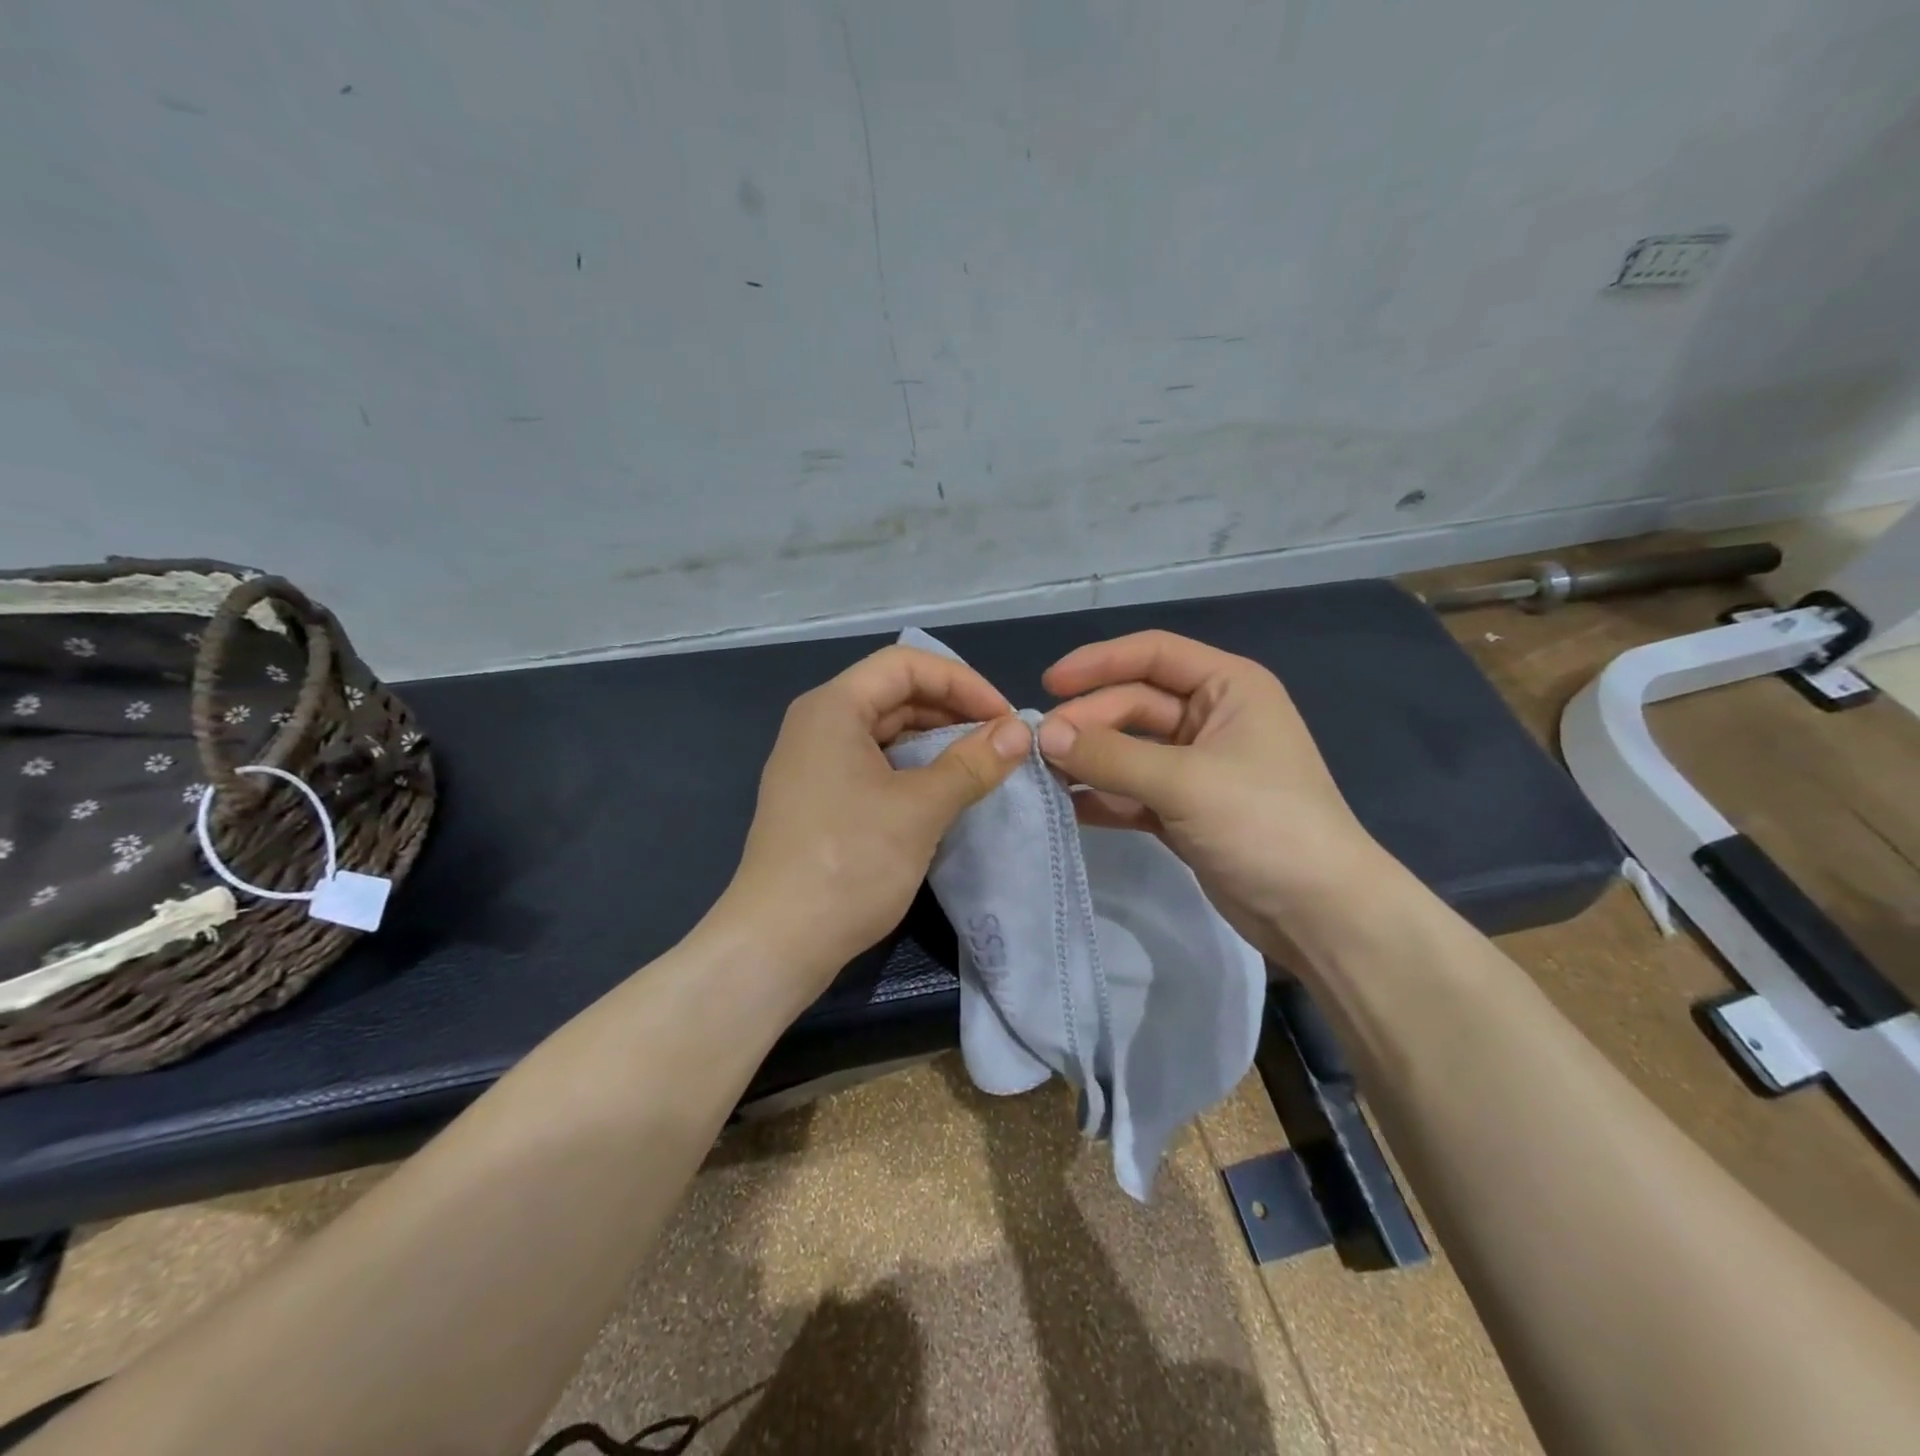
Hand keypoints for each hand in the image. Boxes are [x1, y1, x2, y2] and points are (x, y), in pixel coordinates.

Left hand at [715, 645, 1031, 993]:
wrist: (778, 943)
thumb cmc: (848, 863)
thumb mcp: (920, 809)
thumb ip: (972, 763)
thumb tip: (1020, 732)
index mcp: (833, 708)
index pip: (906, 665)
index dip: (962, 682)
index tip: (1004, 718)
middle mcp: (818, 724)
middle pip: (895, 694)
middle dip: (953, 711)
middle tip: (1001, 743)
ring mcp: (816, 764)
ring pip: (887, 732)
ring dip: (937, 742)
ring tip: (983, 766)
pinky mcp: (821, 799)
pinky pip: (875, 765)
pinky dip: (914, 769)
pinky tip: (946, 791)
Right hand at [1036, 630, 1388, 961]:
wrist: (1318, 913)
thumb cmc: (1263, 824)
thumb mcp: (1185, 782)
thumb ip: (1111, 756)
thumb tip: (1044, 736)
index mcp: (1228, 688)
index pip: (1153, 655)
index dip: (1098, 662)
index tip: (1048, 685)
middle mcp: (1212, 718)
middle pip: (1134, 705)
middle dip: (1088, 723)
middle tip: (1040, 749)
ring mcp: (1197, 767)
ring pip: (1129, 750)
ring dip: (1089, 760)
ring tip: (1042, 775)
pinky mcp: (1184, 810)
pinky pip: (1132, 791)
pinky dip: (1102, 797)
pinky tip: (1067, 806)